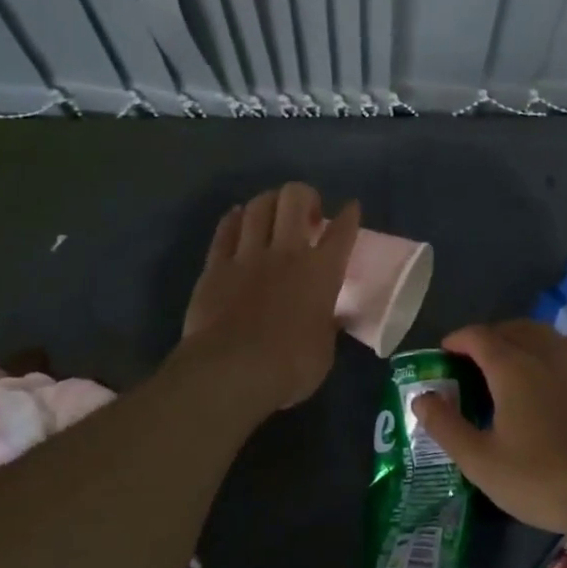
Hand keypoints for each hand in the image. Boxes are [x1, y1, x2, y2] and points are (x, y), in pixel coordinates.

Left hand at [181, 183, 359, 411]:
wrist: (230, 371)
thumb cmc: (290, 366)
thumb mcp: (324, 350)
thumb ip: (327, 325)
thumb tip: (330, 318)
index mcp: (322, 272)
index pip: (342, 232)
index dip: (349, 215)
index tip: (350, 208)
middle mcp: (287, 253)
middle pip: (294, 198)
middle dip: (304, 196)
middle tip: (307, 215)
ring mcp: (248, 256)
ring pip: (258, 206)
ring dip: (269, 203)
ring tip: (273, 214)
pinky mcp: (215, 266)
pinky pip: (225, 230)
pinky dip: (234, 220)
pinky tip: (238, 218)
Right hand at [412, 321, 566, 541]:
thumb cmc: (539, 479)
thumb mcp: (480, 461)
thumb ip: (446, 425)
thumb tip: (421, 397)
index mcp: (510, 368)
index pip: (477, 336)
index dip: (456, 340)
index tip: (443, 355)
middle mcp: (543, 354)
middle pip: (510, 329)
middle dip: (486, 338)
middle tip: (470, 365)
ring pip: (544, 332)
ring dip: (520, 337)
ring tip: (508, 360)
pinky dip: (566, 344)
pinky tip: (560, 360)